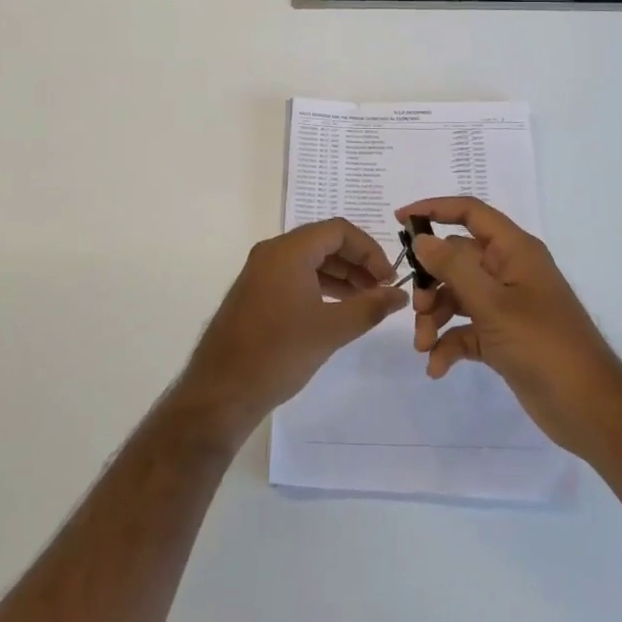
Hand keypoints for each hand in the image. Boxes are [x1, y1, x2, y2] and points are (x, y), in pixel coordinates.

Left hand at [176, 219, 406, 441]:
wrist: (221, 391)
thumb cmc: (278, 353)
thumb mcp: (331, 330)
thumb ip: (369, 307)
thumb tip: (400, 295)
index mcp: (288, 251)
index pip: (339, 230)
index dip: (369, 250)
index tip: (390, 278)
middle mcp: (272, 252)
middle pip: (324, 242)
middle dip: (357, 262)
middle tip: (383, 290)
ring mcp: (261, 272)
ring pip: (310, 260)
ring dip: (341, 275)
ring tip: (366, 301)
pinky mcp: (256, 293)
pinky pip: (295, 276)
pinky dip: (320, 286)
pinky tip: (338, 309)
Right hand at [399, 197, 621, 458]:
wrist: (591, 411)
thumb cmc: (544, 345)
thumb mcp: (493, 304)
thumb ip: (454, 267)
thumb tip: (422, 239)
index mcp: (514, 250)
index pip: (470, 213)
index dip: (435, 209)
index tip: (400, 220)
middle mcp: (508, 271)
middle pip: (456, 259)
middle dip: (430, 282)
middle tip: (416, 307)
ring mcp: (506, 305)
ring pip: (457, 296)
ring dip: (435, 317)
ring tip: (423, 345)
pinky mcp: (503, 338)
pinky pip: (466, 329)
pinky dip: (449, 343)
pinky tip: (437, 367)